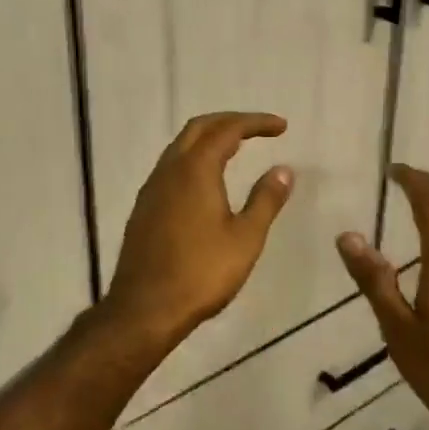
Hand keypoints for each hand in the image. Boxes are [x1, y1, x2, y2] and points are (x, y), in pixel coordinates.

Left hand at [102, 112, 293, 349]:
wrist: (145, 308)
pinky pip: (171, 166)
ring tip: (236, 148)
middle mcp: (170, 169)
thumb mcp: (245, 238)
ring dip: (209, 138)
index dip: (256, 123)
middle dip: (230, 121)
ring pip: (181, 146)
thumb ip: (265, 200)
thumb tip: (283, 170)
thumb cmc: (201, 273)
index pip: (228, 129)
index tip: (281, 127)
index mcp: (195, 169)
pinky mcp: (144, 206)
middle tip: (258, 129)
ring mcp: (152, 187)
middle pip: (199, 128)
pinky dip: (194, 158)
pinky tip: (206, 180)